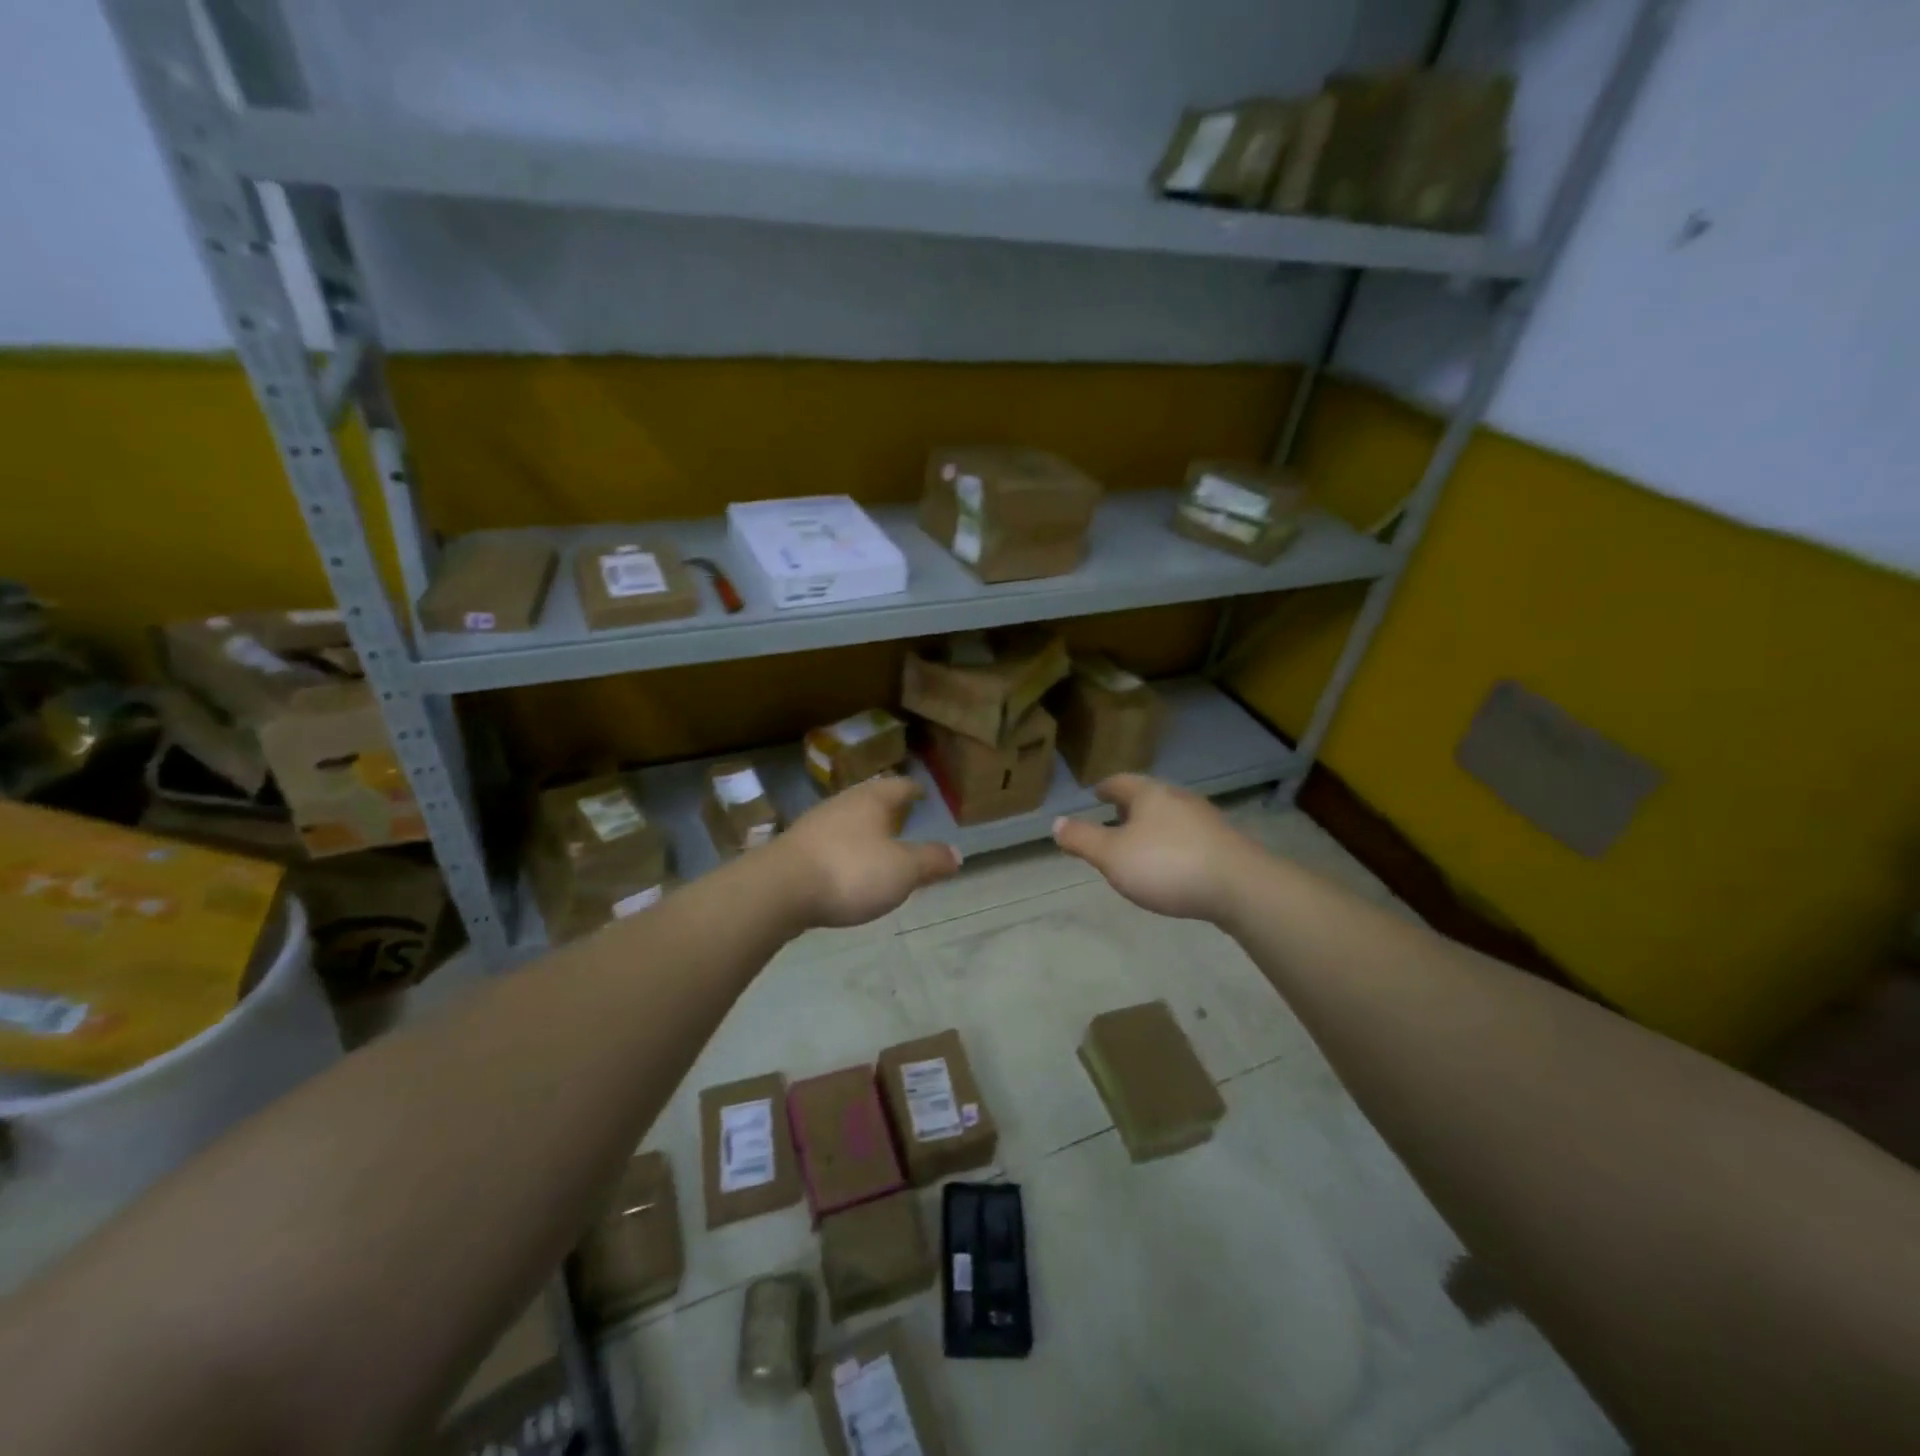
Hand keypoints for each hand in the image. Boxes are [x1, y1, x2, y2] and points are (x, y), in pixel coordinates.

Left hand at [774, 775, 961, 927]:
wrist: (779, 889)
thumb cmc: (851, 871)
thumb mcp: (903, 870)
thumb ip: (930, 861)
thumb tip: (957, 853)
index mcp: (872, 799)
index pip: (900, 785)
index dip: (914, 790)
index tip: (923, 793)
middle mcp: (843, 803)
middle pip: (870, 798)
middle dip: (887, 808)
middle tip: (903, 817)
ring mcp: (815, 824)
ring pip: (847, 819)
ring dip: (863, 829)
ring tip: (877, 844)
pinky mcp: (795, 849)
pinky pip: (829, 842)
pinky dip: (843, 849)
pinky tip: (845, 867)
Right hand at [1051, 774, 1257, 922]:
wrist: (1240, 886)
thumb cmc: (1167, 865)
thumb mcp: (1112, 855)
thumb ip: (1082, 839)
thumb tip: (1055, 823)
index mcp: (1149, 794)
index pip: (1120, 782)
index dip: (1105, 788)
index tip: (1095, 793)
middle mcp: (1178, 798)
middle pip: (1148, 796)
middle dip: (1129, 806)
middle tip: (1113, 817)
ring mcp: (1205, 820)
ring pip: (1170, 816)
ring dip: (1152, 826)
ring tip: (1140, 844)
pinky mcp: (1224, 844)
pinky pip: (1189, 836)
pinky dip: (1173, 843)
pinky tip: (1171, 864)